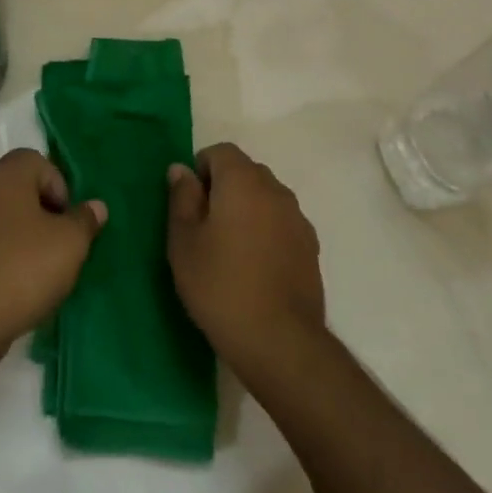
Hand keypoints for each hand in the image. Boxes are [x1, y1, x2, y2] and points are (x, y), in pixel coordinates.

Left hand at [0, 149, 105, 367]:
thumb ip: (84, 220)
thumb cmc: (23, 268)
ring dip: (21, 238)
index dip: (59, 188)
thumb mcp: (70, 243)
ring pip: (0, 219)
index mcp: (5, 175)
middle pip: (18, 190)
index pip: (38, 162)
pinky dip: (0, 257)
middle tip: (59, 247)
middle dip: (42, 215)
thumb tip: (95, 206)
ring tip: (39, 272)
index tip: (67, 222)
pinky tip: (14, 287)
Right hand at [167, 142, 324, 377]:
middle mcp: (275, 189)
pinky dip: (265, 231)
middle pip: (245, 171)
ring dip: (246, 209)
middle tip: (203, 227)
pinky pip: (281, 223)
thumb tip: (181, 169)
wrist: (279, 341)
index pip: (220, 151)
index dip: (200, 170)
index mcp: (243, 180)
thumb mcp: (183, 241)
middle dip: (223, 188)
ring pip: (265, 197)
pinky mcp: (311, 247)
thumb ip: (181, 197)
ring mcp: (298, 218)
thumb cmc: (220, 285)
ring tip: (229, 249)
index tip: (189, 204)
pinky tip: (254, 267)